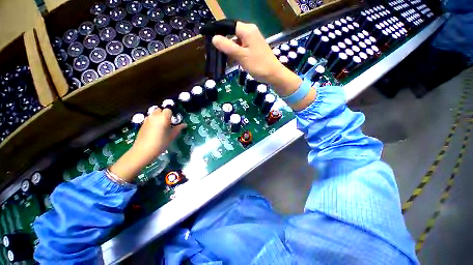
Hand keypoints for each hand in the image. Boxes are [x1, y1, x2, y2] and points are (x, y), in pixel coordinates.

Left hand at [110, 108, 185, 181]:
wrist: (144, 150)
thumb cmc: (161, 142)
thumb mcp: (172, 136)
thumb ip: (178, 129)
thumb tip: (184, 125)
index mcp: (163, 117)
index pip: (168, 110)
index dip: (171, 115)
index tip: (173, 122)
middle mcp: (154, 116)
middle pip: (160, 110)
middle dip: (164, 114)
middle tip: (168, 123)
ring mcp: (147, 119)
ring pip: (154, 114)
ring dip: (158, 117)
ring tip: (161, 127)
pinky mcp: (142, 124)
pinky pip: (149, 119)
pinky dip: (153, 121)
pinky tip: (154, 130)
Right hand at [212, 21, 312, 109]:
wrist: (273, 74)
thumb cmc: (258, 65)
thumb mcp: (241, 56)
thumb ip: (227, 46)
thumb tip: (214, 38)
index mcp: (247, 30)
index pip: (229, 25)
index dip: (218, 31)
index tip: (209, 39)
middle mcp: (249, 32)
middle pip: (232, 34)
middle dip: (223, 43)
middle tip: (214, 53)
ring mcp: (252, 41)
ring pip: (236, 42)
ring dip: (229, 50)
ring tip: (221, 59)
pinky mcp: (253, 49)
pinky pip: (241, 48)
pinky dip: (235, 54)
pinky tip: (231, 61)